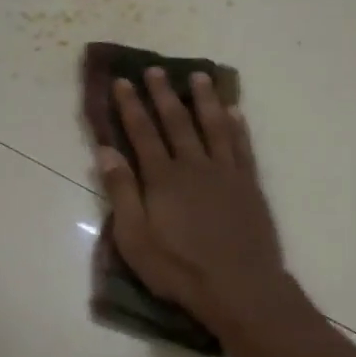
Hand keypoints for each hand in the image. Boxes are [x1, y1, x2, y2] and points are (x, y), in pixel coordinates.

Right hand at [97, 69, 286, 329]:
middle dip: (164, 94)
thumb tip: (106, 152)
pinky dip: (237, 126)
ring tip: (199, 77)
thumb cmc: (179, 268)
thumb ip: (122, 192)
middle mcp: (194, 166)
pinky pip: (242, 146)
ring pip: (214, 126)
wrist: (239, 286)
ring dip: (205, 100)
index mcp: (162, 178)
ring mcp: (226, 173)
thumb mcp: (135, 238)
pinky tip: (234, 112)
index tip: (124, 82)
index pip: (143, 133)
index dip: (131, 106)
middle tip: (156, 70)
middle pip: (177, 122)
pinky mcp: (249, 185)